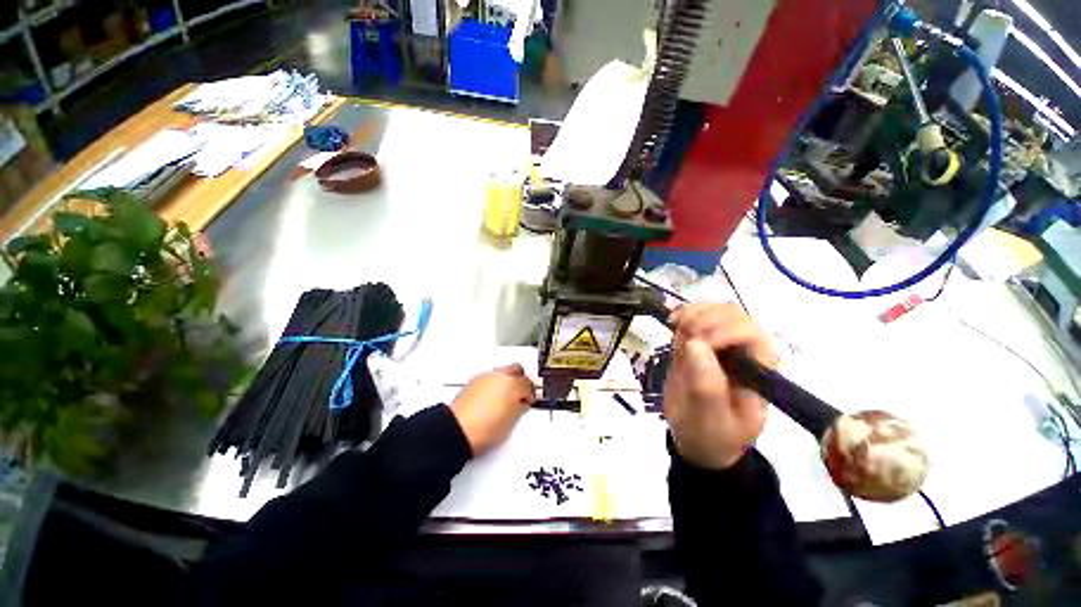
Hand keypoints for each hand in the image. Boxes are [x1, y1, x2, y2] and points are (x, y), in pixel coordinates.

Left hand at [450, 364, 535, 456]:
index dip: (531, 394)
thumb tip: (521, 404)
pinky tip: (493, 398)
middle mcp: (499, 375)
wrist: (457, 432)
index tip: (529, 400)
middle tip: (521, 393)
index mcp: (512, 384)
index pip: (528, 384)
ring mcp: (485, 377)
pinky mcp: (473, 381)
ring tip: (506, 397)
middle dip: (521, 380)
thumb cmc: (482, 429)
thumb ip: (520, 407)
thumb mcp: (512, 421)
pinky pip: (490, 377)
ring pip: (503, 372)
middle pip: (517, 369)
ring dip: (507, 381)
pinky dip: (494, 384)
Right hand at [664, 303, 777, 469]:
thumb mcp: (710, 420)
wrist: (698, 439)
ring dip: (691, 315)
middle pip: (732, 314)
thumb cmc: (712, 435)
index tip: (694, 345)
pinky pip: (698, 315)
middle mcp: (744, 352)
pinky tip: (673, 324)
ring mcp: (722, 345)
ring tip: (675, 331)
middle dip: (703, 320)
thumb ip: (706, 386)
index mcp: (758, 371)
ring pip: (715, 310)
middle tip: (680, 340)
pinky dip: (683, 313)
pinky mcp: (701, 343)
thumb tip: (694, 344)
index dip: (724, 330)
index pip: (752, 333)